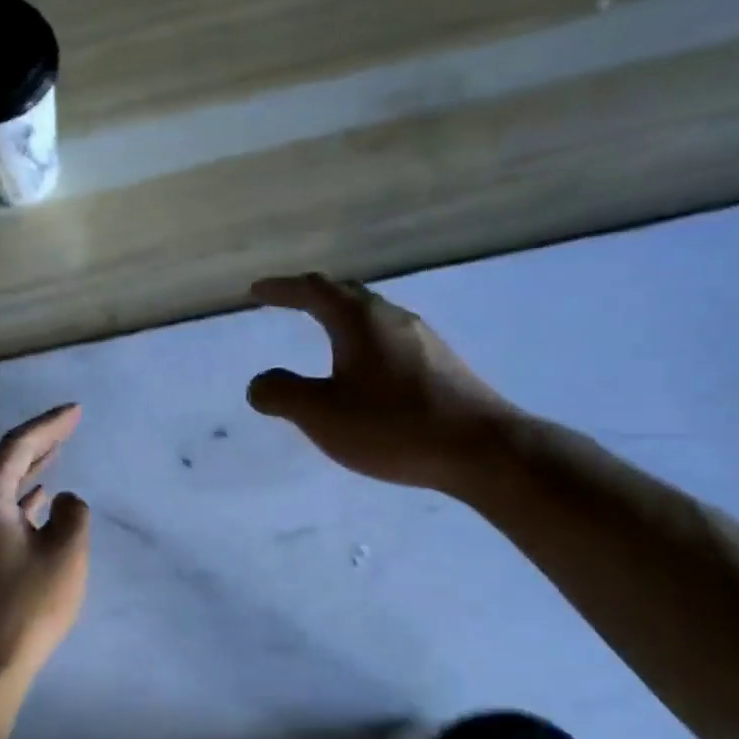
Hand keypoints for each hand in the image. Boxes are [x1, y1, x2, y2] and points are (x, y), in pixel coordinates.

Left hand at [0, 404, 90, 711]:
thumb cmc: (26, 605)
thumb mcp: (65, 553)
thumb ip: (72, 514)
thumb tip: (61, 501)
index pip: (18, 445)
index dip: (50, 425)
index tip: (76, 410)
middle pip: (4, 463)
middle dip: (39, 442)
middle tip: (69, 425)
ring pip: (0, 490)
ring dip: (29, 471)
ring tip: (56, 454)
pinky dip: (20, 500)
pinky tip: (38, 502)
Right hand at [247, 274, 517, 492]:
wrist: (481, 449)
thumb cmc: (393, 426)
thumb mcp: (322, 414)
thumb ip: (282, 394)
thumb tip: (259, 383)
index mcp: (360, 321)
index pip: (314, 290)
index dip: (282, 289)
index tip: (257, 291)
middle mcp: (393, 318)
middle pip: (347, 294)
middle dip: (313, 296)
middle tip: (289, 303)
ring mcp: (423, 340)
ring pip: (373, 317)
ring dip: (342, 319)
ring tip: (323, 334)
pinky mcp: (441, 365)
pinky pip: (390, 340)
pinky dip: (364, 343)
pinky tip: (365, 371)